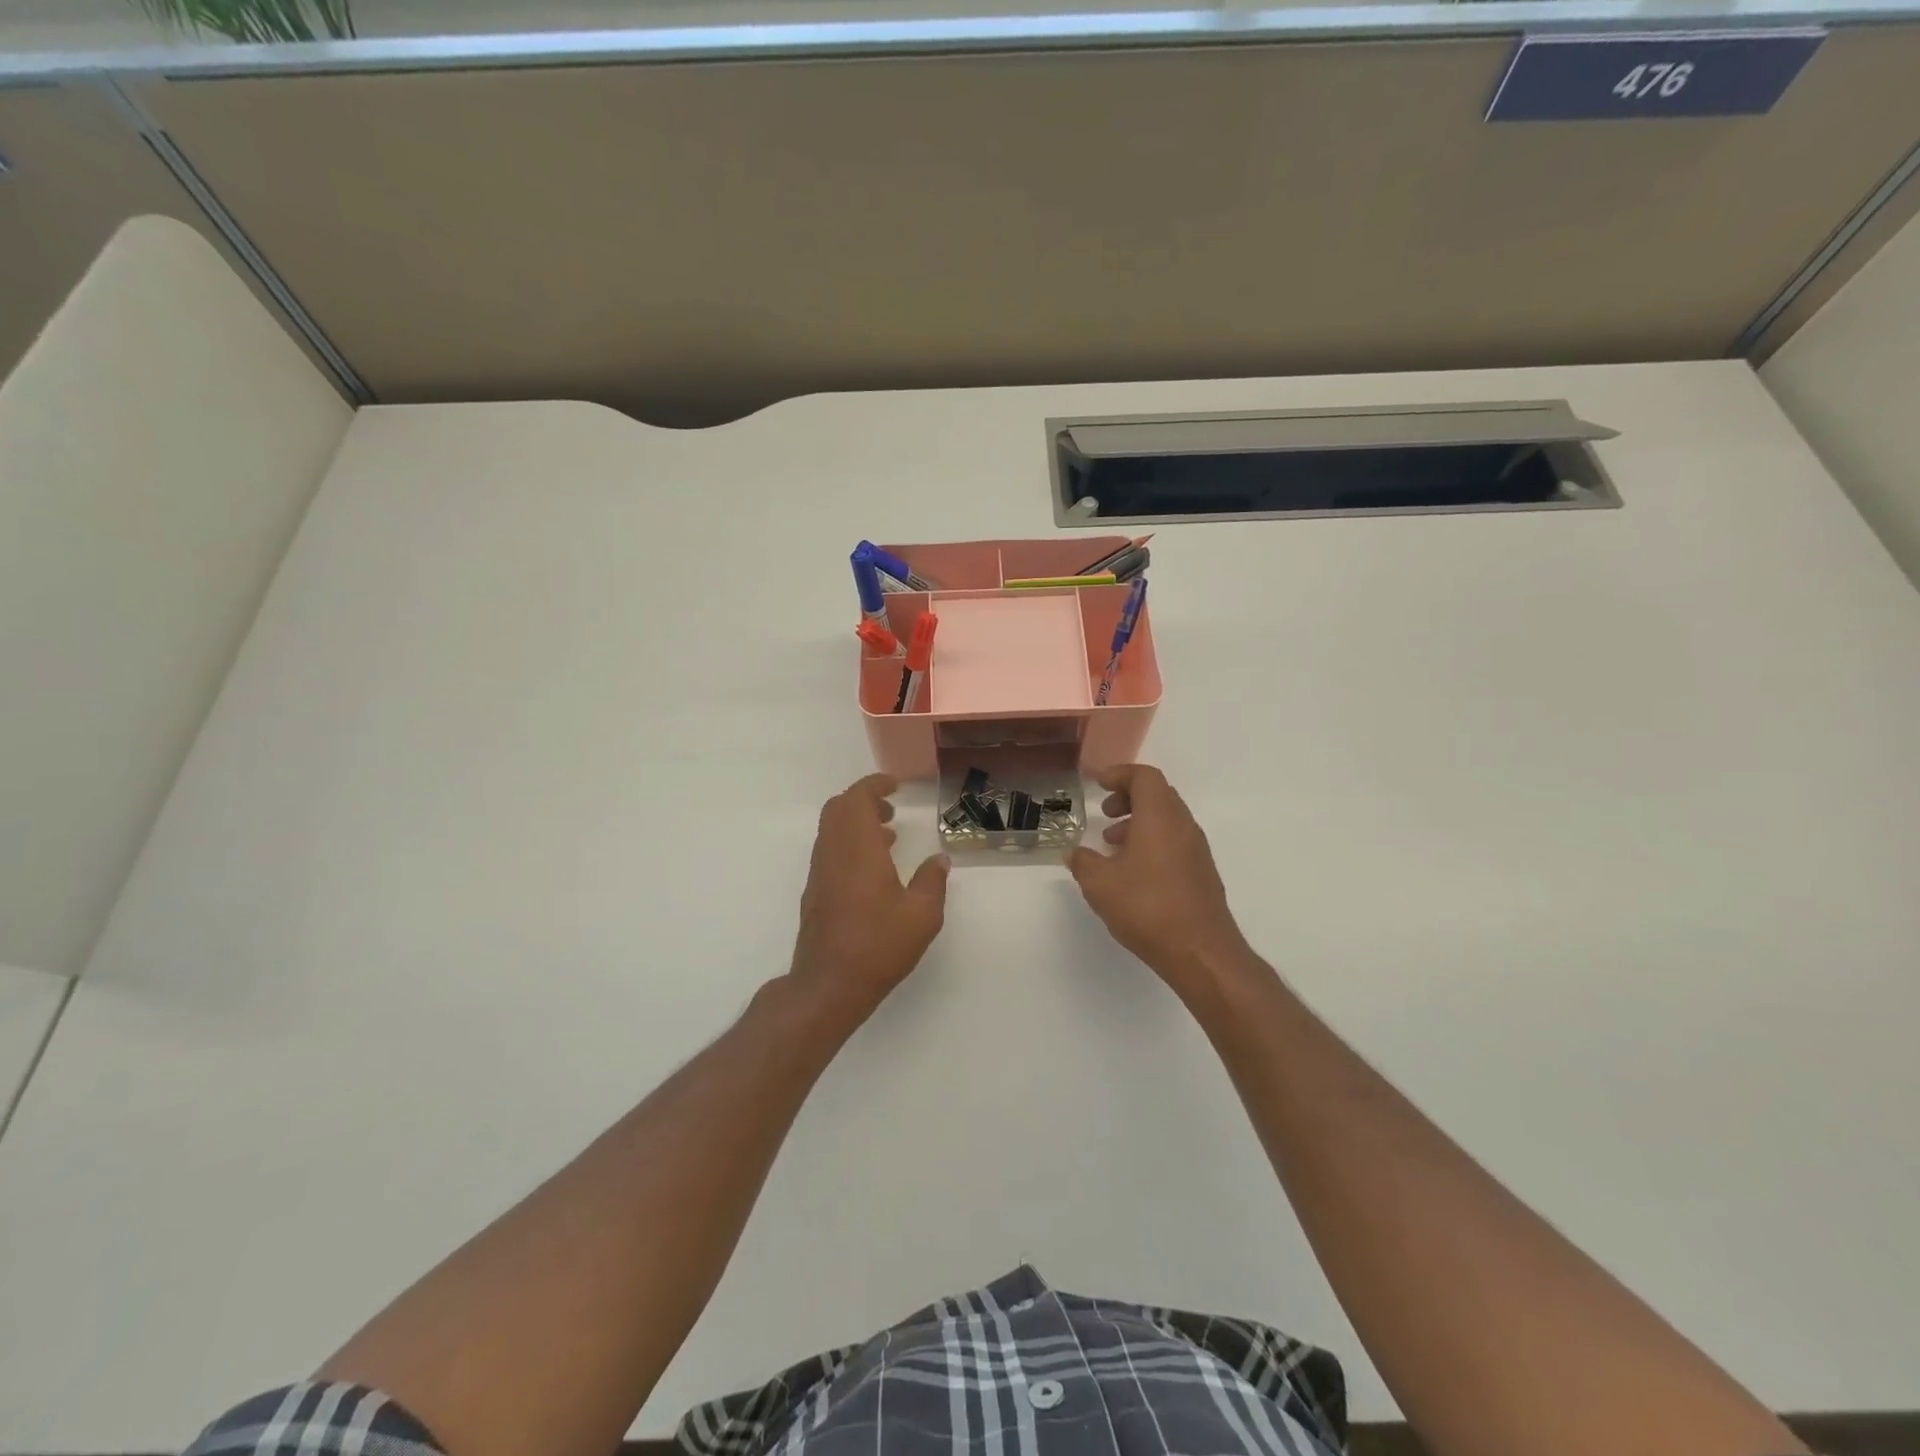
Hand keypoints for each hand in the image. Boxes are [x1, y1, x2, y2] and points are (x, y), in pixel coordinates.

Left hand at [788, 774, 949, 1030]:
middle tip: (891, 808)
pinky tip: (874, 868)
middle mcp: (833, 853)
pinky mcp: (815, 892)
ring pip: (831, 830)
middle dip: (864, 800)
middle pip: (838, 808)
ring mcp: (820, 872)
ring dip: (856, 823)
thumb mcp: (922, 915)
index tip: (895, 785)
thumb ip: (933, 881)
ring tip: (889, 834)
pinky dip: (849, 843)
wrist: (828, 985)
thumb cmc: (878, 946)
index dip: (874, 785)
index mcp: (858, 849)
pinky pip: (830, 850)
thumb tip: (940, 859)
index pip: (857, 798)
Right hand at [1068, 765, 1248, 995]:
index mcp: (1160, 817)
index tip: (1099, 785)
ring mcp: (1197, 850)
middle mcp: (1183, 826)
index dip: (1120, 774)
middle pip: (1158, 795)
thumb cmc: (1147, 907)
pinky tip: (1133, 872)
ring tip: (1113, 846)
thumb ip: (1083, 862)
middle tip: (1105, 814)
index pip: (1145, 777)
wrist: (1200, 951)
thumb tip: (1074, 853)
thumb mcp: (1100, 884)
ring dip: (1139, 822)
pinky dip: (1152, 842)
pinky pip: (1174, 842)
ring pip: (1167, 820)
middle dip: (1129, 798)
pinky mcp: (1202, 873)